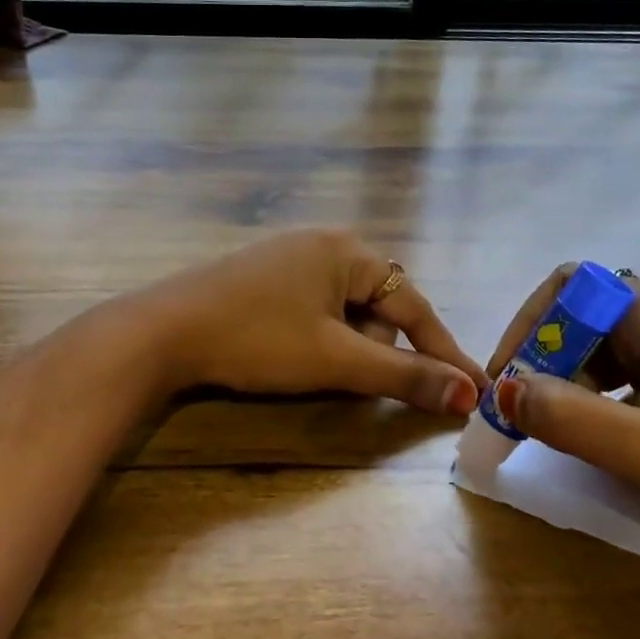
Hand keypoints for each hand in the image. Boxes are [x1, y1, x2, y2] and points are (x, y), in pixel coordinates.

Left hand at [135, 230, 488, 415]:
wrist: (163, 331)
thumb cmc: (257, 339)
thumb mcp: (336, 359)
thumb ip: (403, 375)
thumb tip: (468, 394)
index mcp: (348, 251)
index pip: (415, 305)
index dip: (444, 352)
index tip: (476, 389)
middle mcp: (324, 244)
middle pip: (378, 308)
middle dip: (372, 350)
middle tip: (341, 374)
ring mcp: (290, 258)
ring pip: (344, 313)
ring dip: (343, 347)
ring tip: (305, 365)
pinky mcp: (264, 277)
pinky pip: (314, 310)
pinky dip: (317, 339)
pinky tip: (287, 354)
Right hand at [487, 266, 639, 590]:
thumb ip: (569, 418)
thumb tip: (502, 390)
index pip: (572, 286)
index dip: (529, 323)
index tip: (508, 378)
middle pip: (584, 312)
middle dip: (543, 353)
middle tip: (523, 408)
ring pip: (605, 342)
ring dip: (567, 375)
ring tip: (553, 423)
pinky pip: (630, 368)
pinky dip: (598, 391)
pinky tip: (600, 430)